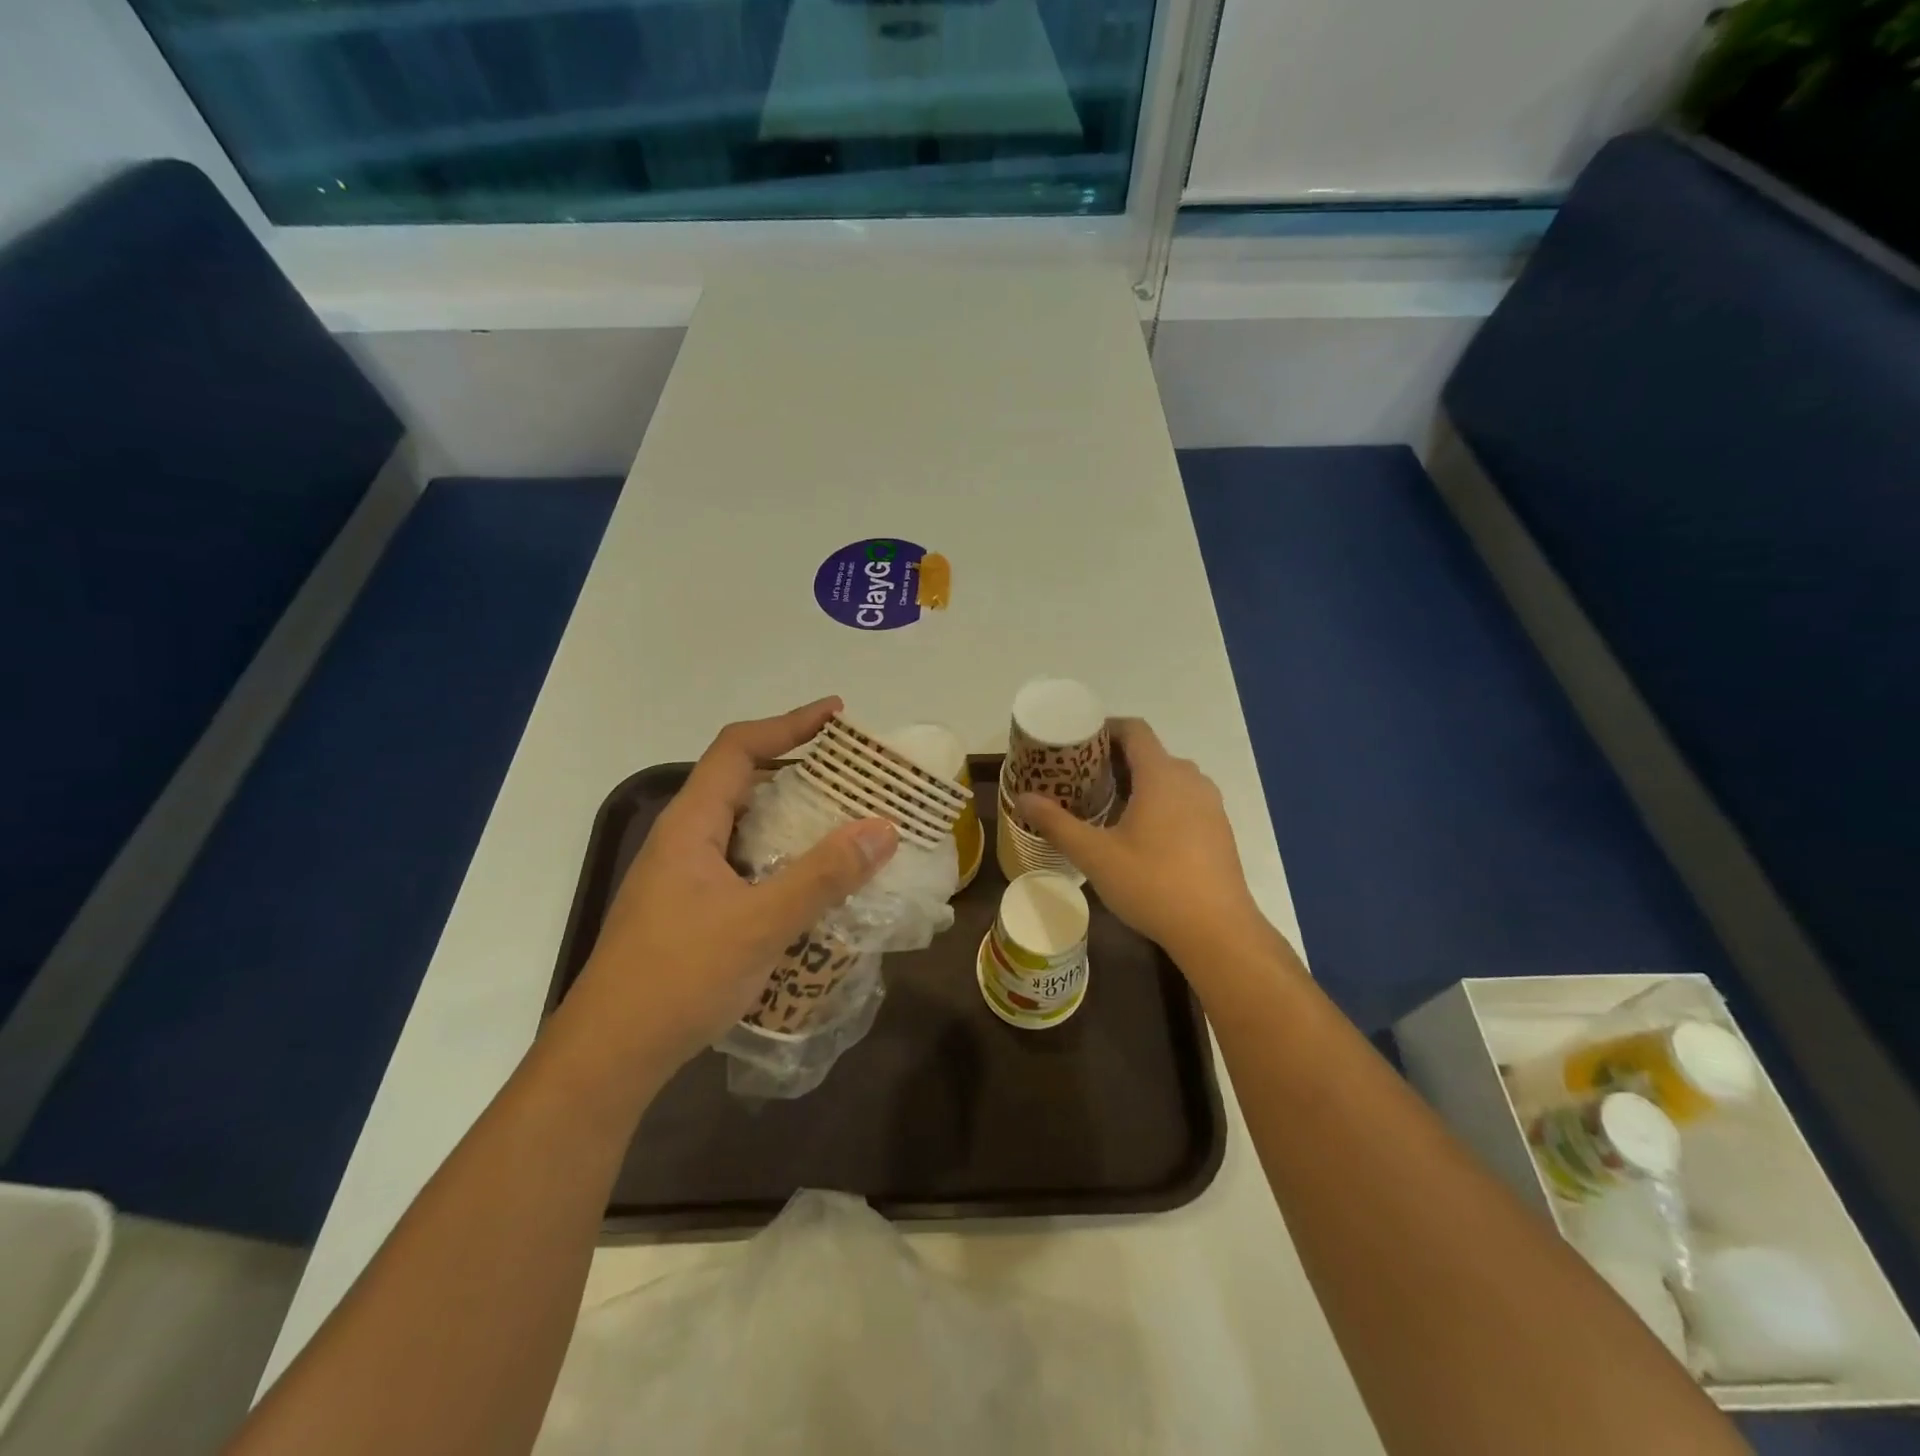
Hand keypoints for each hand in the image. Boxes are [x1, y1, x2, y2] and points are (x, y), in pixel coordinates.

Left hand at [573, 698, 897, 1066]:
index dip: (789, 724)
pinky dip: (782, 860)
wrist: (609, 1056)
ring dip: (793, 820)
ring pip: (745, 828)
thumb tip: (882, 828)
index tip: (838, 716)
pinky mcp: (690, 910)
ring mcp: (684, 878)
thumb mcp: (760, 924)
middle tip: (854, 777)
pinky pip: (745, 865)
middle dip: (799, 771)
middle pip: (743, 783)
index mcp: (691, 825)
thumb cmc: (679, 978)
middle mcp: (684, 841)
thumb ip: (823, 876)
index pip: (738, 749)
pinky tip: (812, 885)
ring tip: (845, 825)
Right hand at [1018, 719, 1265, 966]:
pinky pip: (1184, 800)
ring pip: (1168, 778)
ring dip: (1137, 783)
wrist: (1218, 931)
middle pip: (1149, 753)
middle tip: (1079, 780)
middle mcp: (1190, 779)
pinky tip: (1139, 835)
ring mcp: (1210, 804)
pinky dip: (1159, 803)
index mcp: (1161, 774)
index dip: (1104, 729)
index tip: (1076, 744)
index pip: (1134, 729)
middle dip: (1114, 761)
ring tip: (1105, 806)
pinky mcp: (1219, 829)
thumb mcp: (1095, 856)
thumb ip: (1057, 823)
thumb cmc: (1152, 884)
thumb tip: (1022, 798)